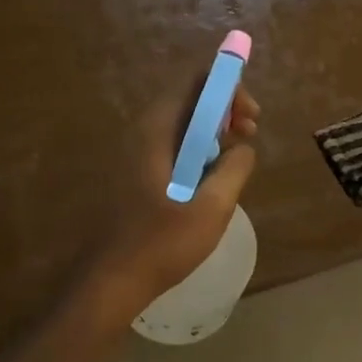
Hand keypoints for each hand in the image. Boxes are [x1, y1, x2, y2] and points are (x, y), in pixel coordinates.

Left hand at [86, 77, 259, 319]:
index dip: (228, 87)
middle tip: (249, 134)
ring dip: (212, 132)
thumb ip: (234, 168)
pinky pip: (172, 147)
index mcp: (156, 131)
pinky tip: (211, 180)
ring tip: (235, 158)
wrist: (111, 280)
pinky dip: (197, 151)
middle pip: (188, 99)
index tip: (250, 118)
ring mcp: (136, 154)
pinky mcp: (136, 175)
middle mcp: (142, 133)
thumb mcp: (212, 206)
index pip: (194, 81)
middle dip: (224, 110)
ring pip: (181, 125)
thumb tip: (243, 148)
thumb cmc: (162, 243)